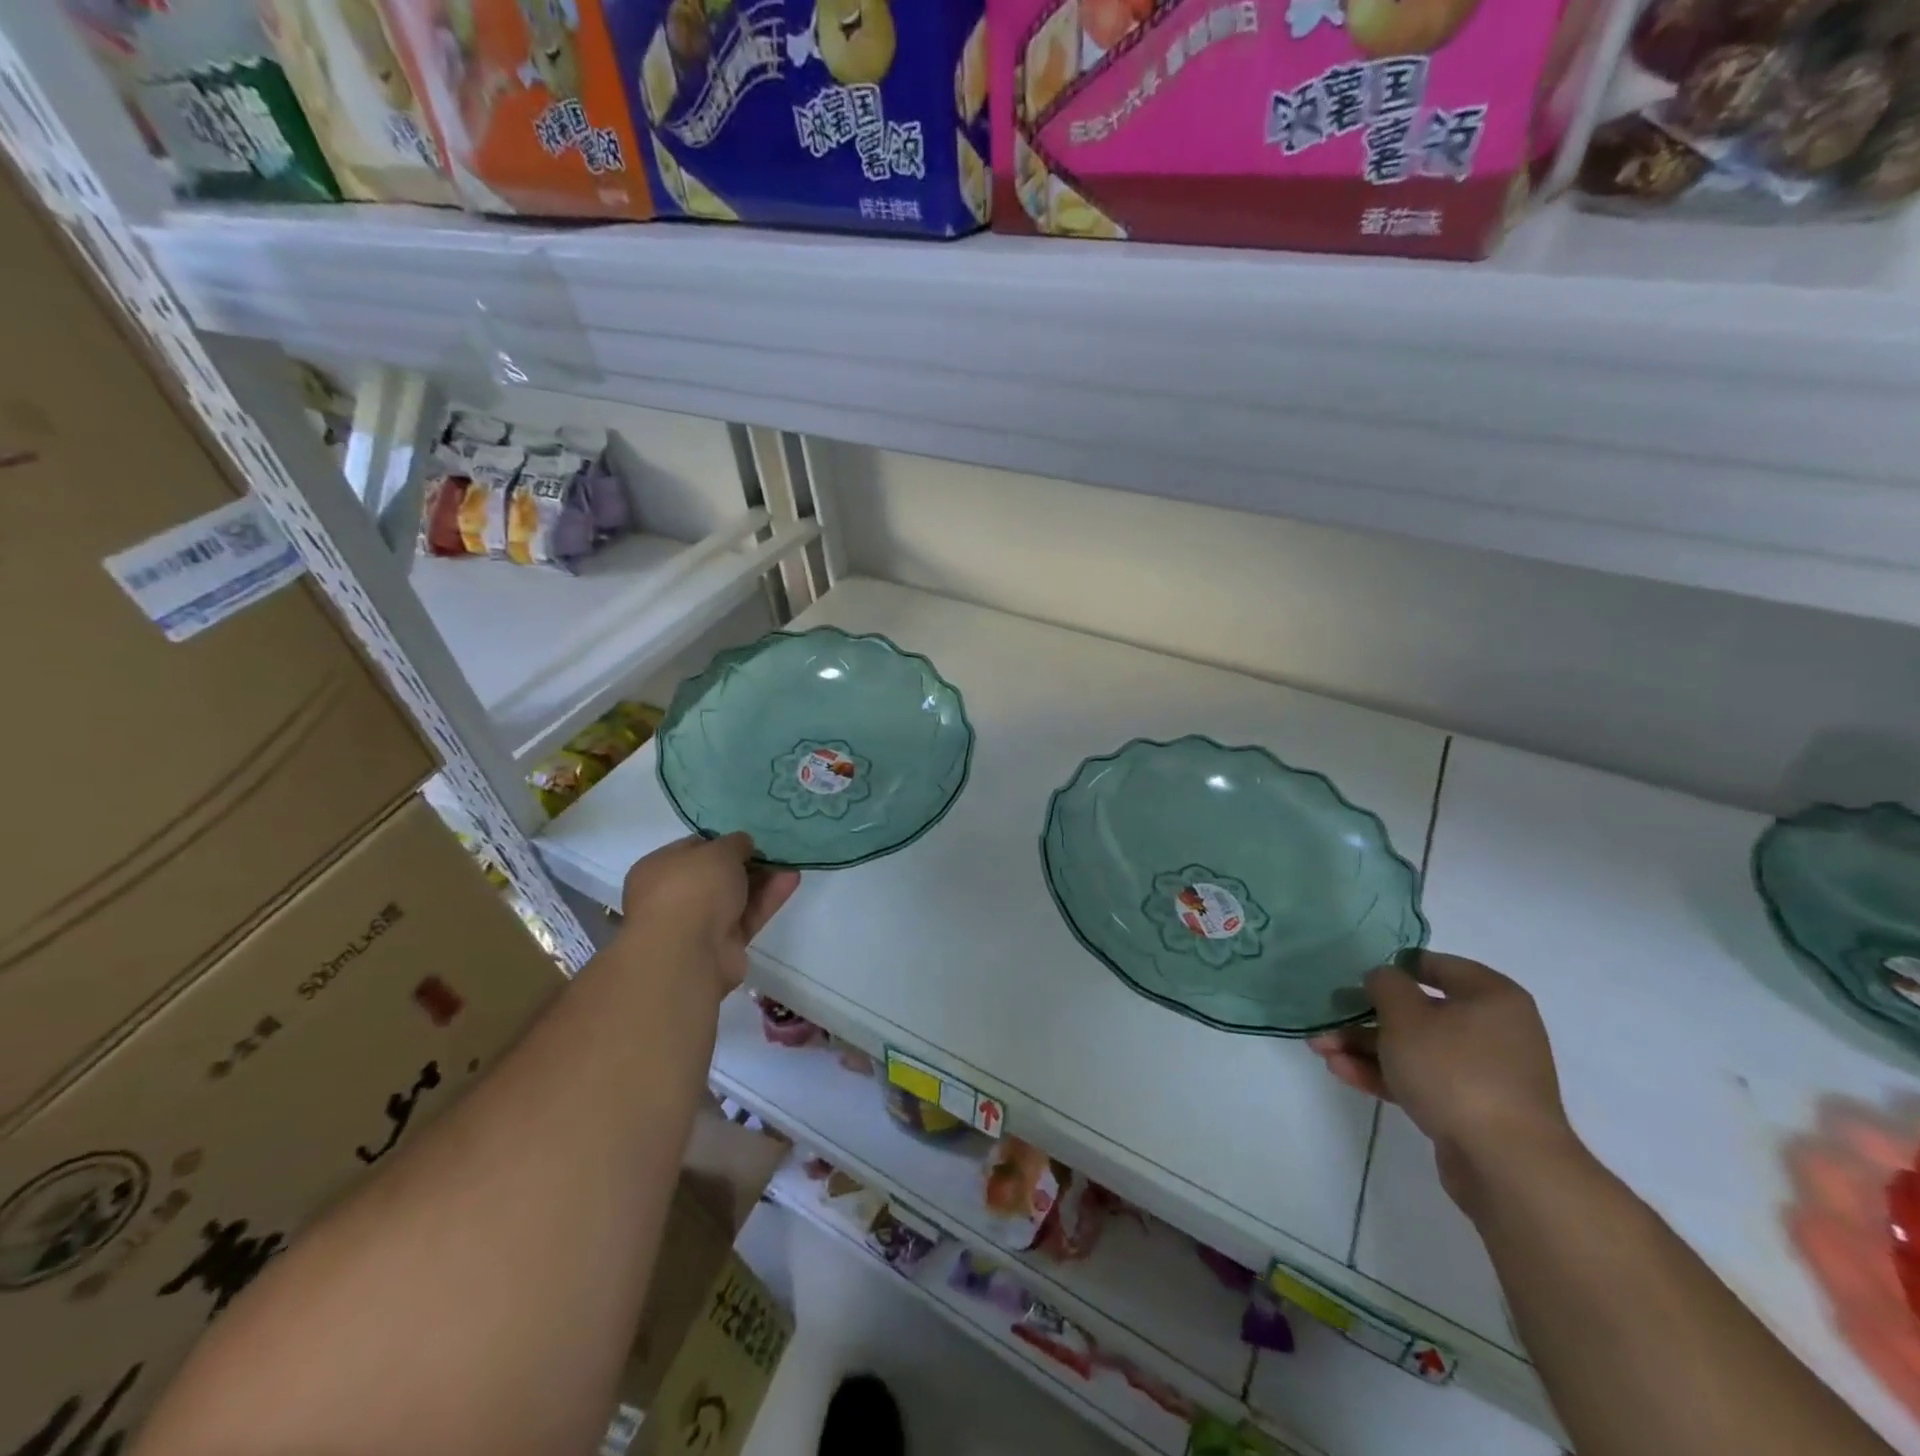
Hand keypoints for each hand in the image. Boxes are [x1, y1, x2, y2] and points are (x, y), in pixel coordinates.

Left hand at [618, 834, 799, 996]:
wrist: (687, 954)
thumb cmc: (692, 889)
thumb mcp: (718, 851)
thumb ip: (735, 844)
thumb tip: (742, 845)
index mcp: (658, 869)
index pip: (692, 849)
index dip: (721, 841)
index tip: (748, 837)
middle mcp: (674, 897)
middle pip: (716, 875)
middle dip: (746, 862)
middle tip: (774, 848)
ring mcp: (698, 924)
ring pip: (735, 896)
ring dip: (762, 879)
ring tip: (790, 861)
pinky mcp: (723, 945)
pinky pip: (748, 916)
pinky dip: (768, 898)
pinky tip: (791, 879)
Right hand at [1309, 952, 1579, 1213]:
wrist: (1505, 1164)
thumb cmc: (1455, 1070)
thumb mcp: (1406, 1015)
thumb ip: (1385, 985)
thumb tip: (1383, 978)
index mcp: (1491, 997)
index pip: (1436, 965)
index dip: (1394, 967)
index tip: (1357, 975)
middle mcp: (1492, 1029)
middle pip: (1418, 1011)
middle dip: (1366, 1016)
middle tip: (1328, 1017)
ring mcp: (1482, 1072)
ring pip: (1414, 1048)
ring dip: (1365, 1047)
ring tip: (1321, 1050)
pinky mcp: (1469, 1108)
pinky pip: (1420, 1079)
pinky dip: (1383, 1073)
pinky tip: (1341, 1071)